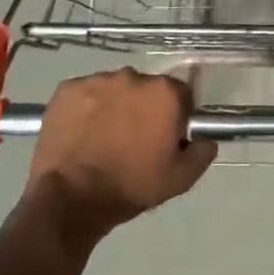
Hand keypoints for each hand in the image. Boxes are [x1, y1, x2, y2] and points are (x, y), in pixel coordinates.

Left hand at [23, 69, 216, 247]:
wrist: (70, 198)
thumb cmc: (130, 187)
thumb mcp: (179, 180)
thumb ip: (201, 153)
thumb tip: (206, 139)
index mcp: (164, 93)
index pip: (180, 94)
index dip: (175, 115)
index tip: (165, 137)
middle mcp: (132, 76)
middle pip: (146, 88)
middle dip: (143, 107)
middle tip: (133, 139)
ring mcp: (97, 80)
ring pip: (114, 88)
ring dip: (114, 106)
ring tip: (103, 137)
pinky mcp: (67, 89)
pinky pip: (84, 93)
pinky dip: (85, 108)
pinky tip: (81, 133)